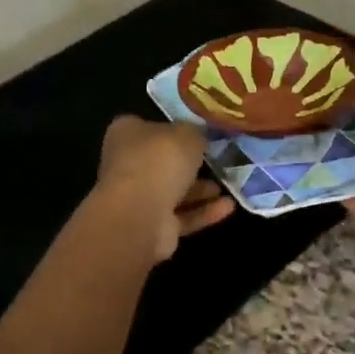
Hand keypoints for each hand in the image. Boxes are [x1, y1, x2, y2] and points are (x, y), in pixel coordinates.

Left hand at [94, 116, 236, 260]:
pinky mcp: (151, 226)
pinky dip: (203, 212)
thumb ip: (194, 133)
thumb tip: (198, 137)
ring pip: (172, 192)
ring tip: (228, 185)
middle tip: (216, 162)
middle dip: (188, 164)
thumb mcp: (187, 134)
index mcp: (126, 134)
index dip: (171, 129)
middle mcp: (127, 165)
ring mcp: (137, 198)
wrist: (140, 214)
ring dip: (199, 190)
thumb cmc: (159, 161)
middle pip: (161, 162)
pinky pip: (181, 216)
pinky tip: (228, 207)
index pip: (147, 127)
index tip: (196, 133)